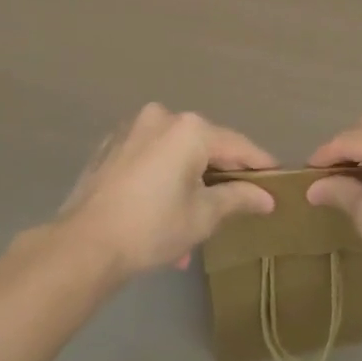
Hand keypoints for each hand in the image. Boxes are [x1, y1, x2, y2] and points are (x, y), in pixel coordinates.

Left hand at [56, 103, 276, 277]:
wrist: (84, 244)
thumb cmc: (152, 227)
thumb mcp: (202, 216)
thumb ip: (238, 198)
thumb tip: (267, 197)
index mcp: (190, 128)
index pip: (237, 145)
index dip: (259, 164)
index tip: (277, 179)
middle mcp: (162, 116)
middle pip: (204, 146)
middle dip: (217, 180)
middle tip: (233, 209)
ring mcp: (133, 127)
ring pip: (175, 154)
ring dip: (187, 185)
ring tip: (190, 229)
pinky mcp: (111, 145)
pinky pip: (150, 157)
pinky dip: (161, 178)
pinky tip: (160, 212)